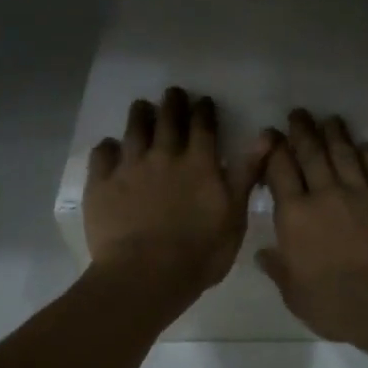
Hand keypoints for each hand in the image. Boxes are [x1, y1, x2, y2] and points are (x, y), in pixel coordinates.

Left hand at [84, 88, 268, 308]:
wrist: (146, 274)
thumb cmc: (200, 252)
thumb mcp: (236, 215)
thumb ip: (247, 173)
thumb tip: (266, 135)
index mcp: (200, 163)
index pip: (203, 127)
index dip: (204, 111)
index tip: (204, 101)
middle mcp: (164, 156)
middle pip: (168, 120)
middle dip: (172, 104)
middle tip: (173, 93)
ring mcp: (130, 168)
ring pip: (134, 130)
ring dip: (140, 115)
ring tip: (142, 106)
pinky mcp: (101, 184)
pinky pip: (102, 155)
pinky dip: (107, 148)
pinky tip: (110, 147)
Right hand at [257, 110, 367, 353]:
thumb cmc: (337, 305)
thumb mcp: (296, 295)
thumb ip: (279, 270)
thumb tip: (263, 253)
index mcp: (295, 216)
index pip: (280, 172)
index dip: (274, 150)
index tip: (271, 135)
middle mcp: (325, 196)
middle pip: (311, 154)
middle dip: (303, 132)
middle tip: (299, 113)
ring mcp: (361, 194)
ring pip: (344, 154)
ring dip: (335, 134)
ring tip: (330, 120)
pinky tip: (364, 145)